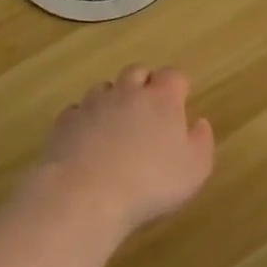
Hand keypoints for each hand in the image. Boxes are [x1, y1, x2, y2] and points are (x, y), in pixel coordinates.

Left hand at [34, 66, 214, 237]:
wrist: (86, 194)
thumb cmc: (150, 183)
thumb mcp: (194, 170)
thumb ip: (201, 142)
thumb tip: (199, 123)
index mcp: (162, 99)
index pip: (173, 75)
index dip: (177, 86)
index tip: (180, 101)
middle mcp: (126, 92)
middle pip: (137, 71)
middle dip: (145, 84)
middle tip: (149, 110)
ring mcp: (92, 104)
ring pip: (105, 88)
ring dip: (113, 99)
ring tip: (116, 125)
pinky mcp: (65, 121)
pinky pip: (78, 110)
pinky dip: (86, 119)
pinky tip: (88, 140)